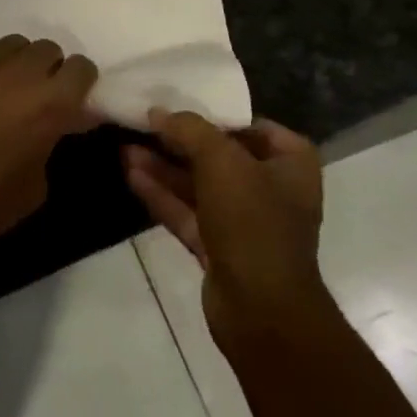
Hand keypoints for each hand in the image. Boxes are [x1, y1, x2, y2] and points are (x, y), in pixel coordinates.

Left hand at [0, 36, 97, 254]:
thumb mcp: (37, 185)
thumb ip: (50, 143)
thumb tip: (51, 129)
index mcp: (51, 102)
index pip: (82, 69)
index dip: (82, 84)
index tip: (75, 103)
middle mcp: (21, 73)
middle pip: (49, 48)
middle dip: (51, 69)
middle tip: (41, 97)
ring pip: (15, 44)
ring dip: (21, 62)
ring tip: (10, 89)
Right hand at [123, 111, 328, 355]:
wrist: (262, 312)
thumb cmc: (253, 221)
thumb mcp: (221, 160)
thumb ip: (188, 129)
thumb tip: (158, 112)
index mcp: (290, 163)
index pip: (251, 126)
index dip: (215, 114)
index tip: (178, 104)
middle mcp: (272, 189)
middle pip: (219, 155)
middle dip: (179, 141)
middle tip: (143, 123)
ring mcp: (245, 222)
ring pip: (198, 185)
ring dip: (164, 167)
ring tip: (125, 145)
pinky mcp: (220, 249)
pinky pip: (187, 212)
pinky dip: (162, 194)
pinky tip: (130, 173)